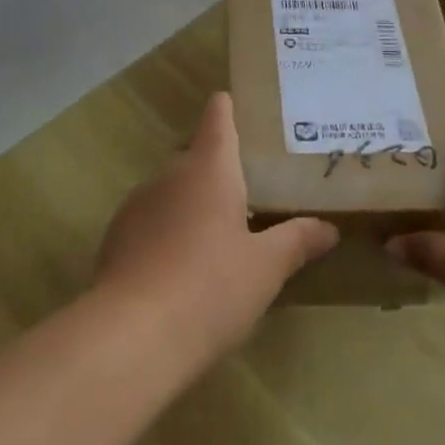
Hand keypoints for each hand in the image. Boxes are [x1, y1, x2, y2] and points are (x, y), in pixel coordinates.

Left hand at [94, 93, 338, 365]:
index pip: (218, 118)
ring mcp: (137, 206)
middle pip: (196, 157)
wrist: (131, 337)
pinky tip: (182, 269)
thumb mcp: (266, 268)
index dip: (229, 108)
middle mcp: (169, 175)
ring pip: (172, 192)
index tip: (242, 106)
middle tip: (252, 191)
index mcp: (209, 169)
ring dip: (193, 204)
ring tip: (219, 236)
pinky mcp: (116, 239)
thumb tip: (328, 228)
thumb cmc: (210, 288)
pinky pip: (151, 222)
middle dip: (220, 170)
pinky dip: (168, 233)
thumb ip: (297, 241)